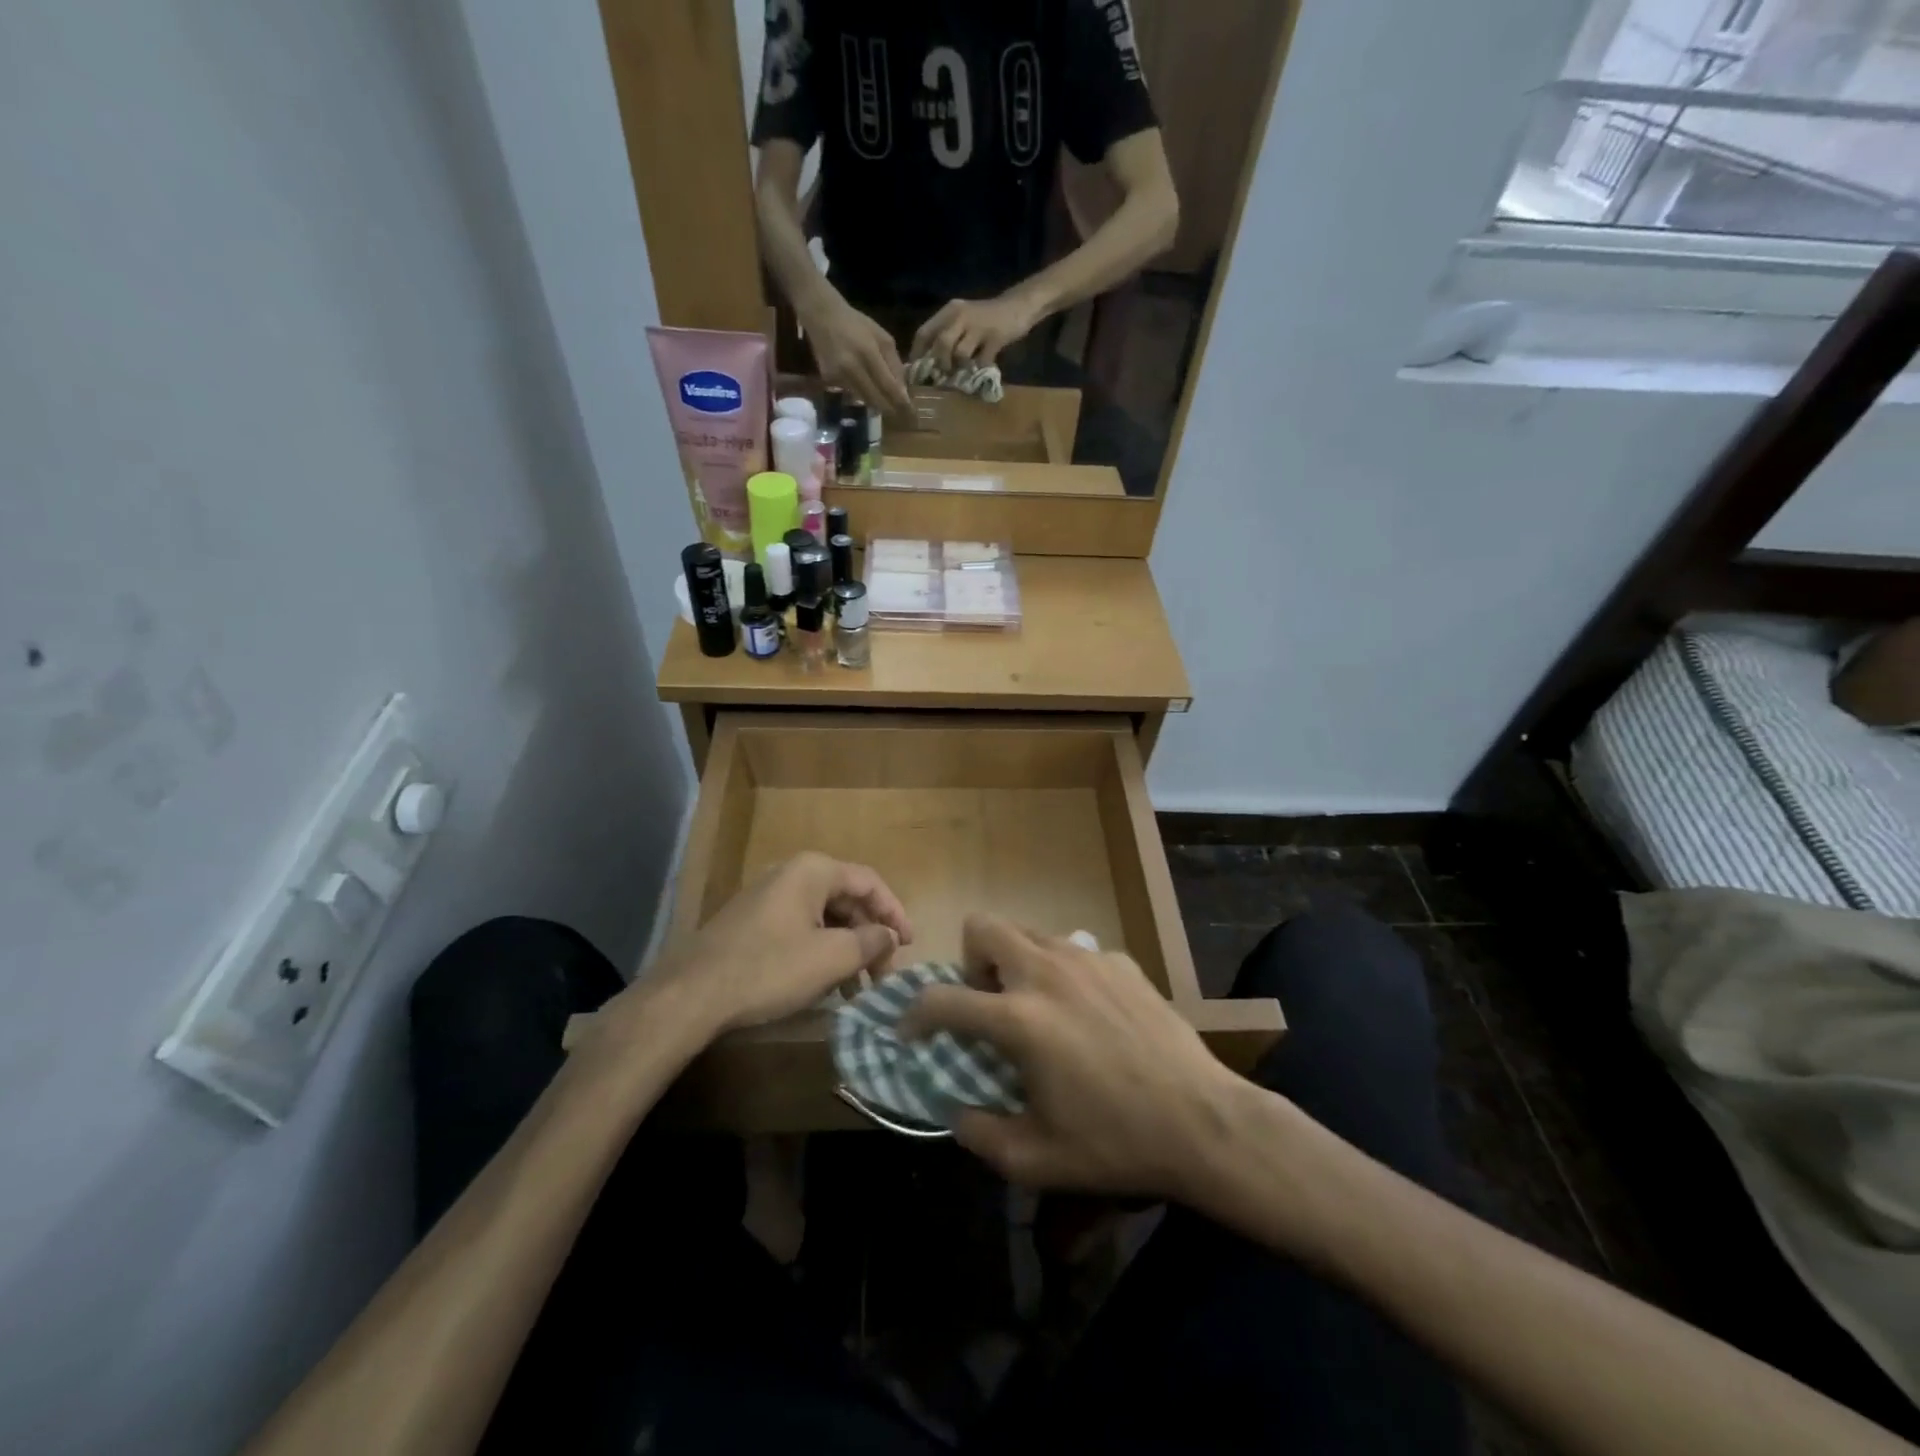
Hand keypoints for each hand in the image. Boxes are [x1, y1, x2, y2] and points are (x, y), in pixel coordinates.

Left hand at [649, 852, 912, 1035]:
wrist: (691, 995)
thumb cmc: (770, 969)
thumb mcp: (831, 958)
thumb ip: (871, 942)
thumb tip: (889, 936)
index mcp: (813, 871)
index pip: (869, 882)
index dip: (895, 912)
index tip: (908, 945)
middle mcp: (790, 874)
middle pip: (846, 899)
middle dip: (869, 936)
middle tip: (882, 972)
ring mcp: (766, 897)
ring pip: (822, 917)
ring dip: (846, 948)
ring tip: (857, 987)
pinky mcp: (750, 923)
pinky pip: (799, 929)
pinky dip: (820, 951)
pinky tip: (824, 984)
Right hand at [798, 295, 911, 411]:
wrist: (822, 316)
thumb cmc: (857, 325)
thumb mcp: (883, 338)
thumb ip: (895, 364)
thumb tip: (903, 391)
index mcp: (868, 353)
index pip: (889, 387)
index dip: (901, 404)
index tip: (912, 414)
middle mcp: (852, 368)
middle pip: (876, 400)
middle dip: (891, 410)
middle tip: (903, 417)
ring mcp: (839, 376)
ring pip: (865, 400)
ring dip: (878, 404)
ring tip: (888, 405)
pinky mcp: (829, 380)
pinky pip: (852, 394)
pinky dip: (863, 394)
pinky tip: (865, 386)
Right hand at [901, 915, 1247, 1198]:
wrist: (1203, 1121)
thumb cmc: (1115, 1144)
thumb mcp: (1036, 1160)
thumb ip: (980, 1134)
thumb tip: (956, 1111)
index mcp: (1019, 1019)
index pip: (942, 999)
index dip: (914, 1014)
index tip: (911, 1030)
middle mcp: (1046, 972)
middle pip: (983, 927)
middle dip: (971, 961)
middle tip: (987, 1003)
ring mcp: (1087, 959)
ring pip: (1028, 933)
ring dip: (1015, 962)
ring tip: (1035, 1007)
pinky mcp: (1120, 960)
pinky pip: (1073, 950)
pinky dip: (1062, 973)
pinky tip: (1087, 1013)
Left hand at [909, 293, 1040, 371]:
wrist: (1018, 307)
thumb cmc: (985, 318)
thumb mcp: (962, 321)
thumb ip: (946, 335)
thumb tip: (928, 362)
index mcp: (949, 311)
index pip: (924, 332)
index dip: (917, 354)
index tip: (916, 372)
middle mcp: (961, 316)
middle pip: (941, 344)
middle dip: (939, 364)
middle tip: (942, 376)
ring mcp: (978, 327)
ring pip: (960, 354)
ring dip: (959, 368)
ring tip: (963, 373)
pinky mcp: (995, 338)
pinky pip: (981, 361)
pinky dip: (979, 369)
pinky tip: (981, 369)